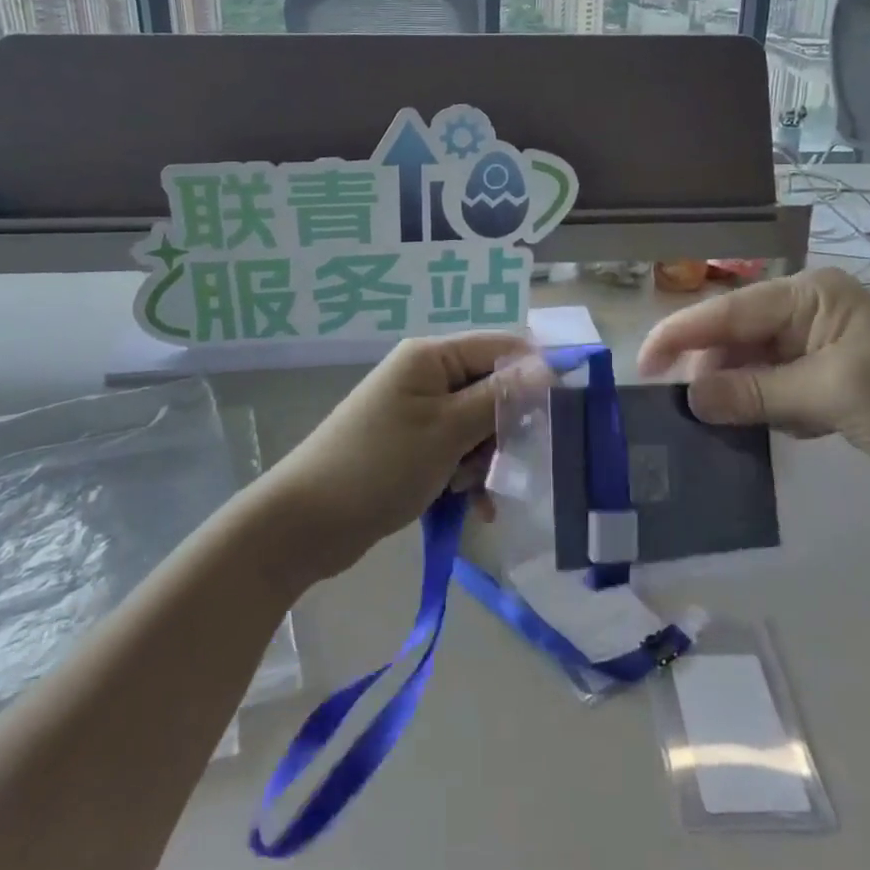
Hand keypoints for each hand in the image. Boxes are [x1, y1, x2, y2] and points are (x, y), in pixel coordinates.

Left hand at [259, 332, 528, 580]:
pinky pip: (456, 451)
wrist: (307, 522)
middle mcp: (426, 376)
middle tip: (503, 463)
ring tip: (471, 490)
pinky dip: (466, 476)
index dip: (534, 373)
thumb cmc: (381, 465)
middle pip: (491, 388)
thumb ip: (500, 396)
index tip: (562, 410)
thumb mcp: (447, 430)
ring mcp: (417, 412)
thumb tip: (547, 366)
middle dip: (503, 429)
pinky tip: (472, 508)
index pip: (500, 346)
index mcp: (431, 357)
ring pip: (477, 426)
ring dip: (484, 459)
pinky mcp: (412, 446)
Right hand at [636, 268, 869, 492]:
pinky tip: (778, 432)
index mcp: (809, 295)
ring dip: (741, 394)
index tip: (641, 368)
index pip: (728, 311)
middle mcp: (811, 310)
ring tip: (723, 428)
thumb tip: (690, 399)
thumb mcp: (831, 395)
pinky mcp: (836, 376)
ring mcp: (825, 343)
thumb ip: (756, 393)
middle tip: (686, 414)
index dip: (680, 337)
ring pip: (757, 364)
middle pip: (738, 337)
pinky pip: (782, 386)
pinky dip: (771, 408)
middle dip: (712, 372)